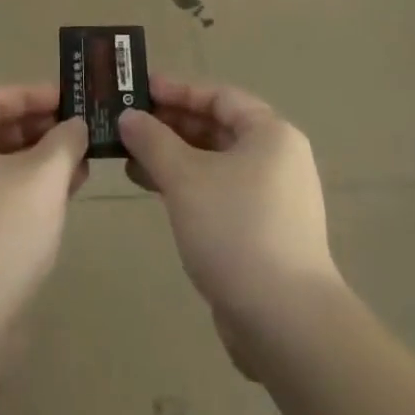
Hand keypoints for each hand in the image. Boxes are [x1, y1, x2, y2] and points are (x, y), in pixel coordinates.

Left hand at [0, 85, 88, 375]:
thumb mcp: (43, 178)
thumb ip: (65, 141)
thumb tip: (75, 125)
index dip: (34, 95)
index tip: (71, 98)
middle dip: (41, 131)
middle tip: (81, 132)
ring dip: (39, 164)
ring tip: (82, 166)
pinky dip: (27, 194)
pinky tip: (62, 201)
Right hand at [120, 77, 340, 356]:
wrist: (286, 324)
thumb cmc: (236, 230)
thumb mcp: (186, 178)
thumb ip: (153, 141)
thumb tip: (128, 117)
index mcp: (270, 134)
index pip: (218, 96)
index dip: (177, 90)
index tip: (140, 90)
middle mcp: (277, 159)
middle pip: (217, 129)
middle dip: (171, 127)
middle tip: (129, 125)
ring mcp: (273, 199)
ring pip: (215, 164)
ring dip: (174, 159)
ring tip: (131, 160)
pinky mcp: (263, 234)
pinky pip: (219, 194)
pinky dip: (188, 188)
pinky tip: (156, 193)